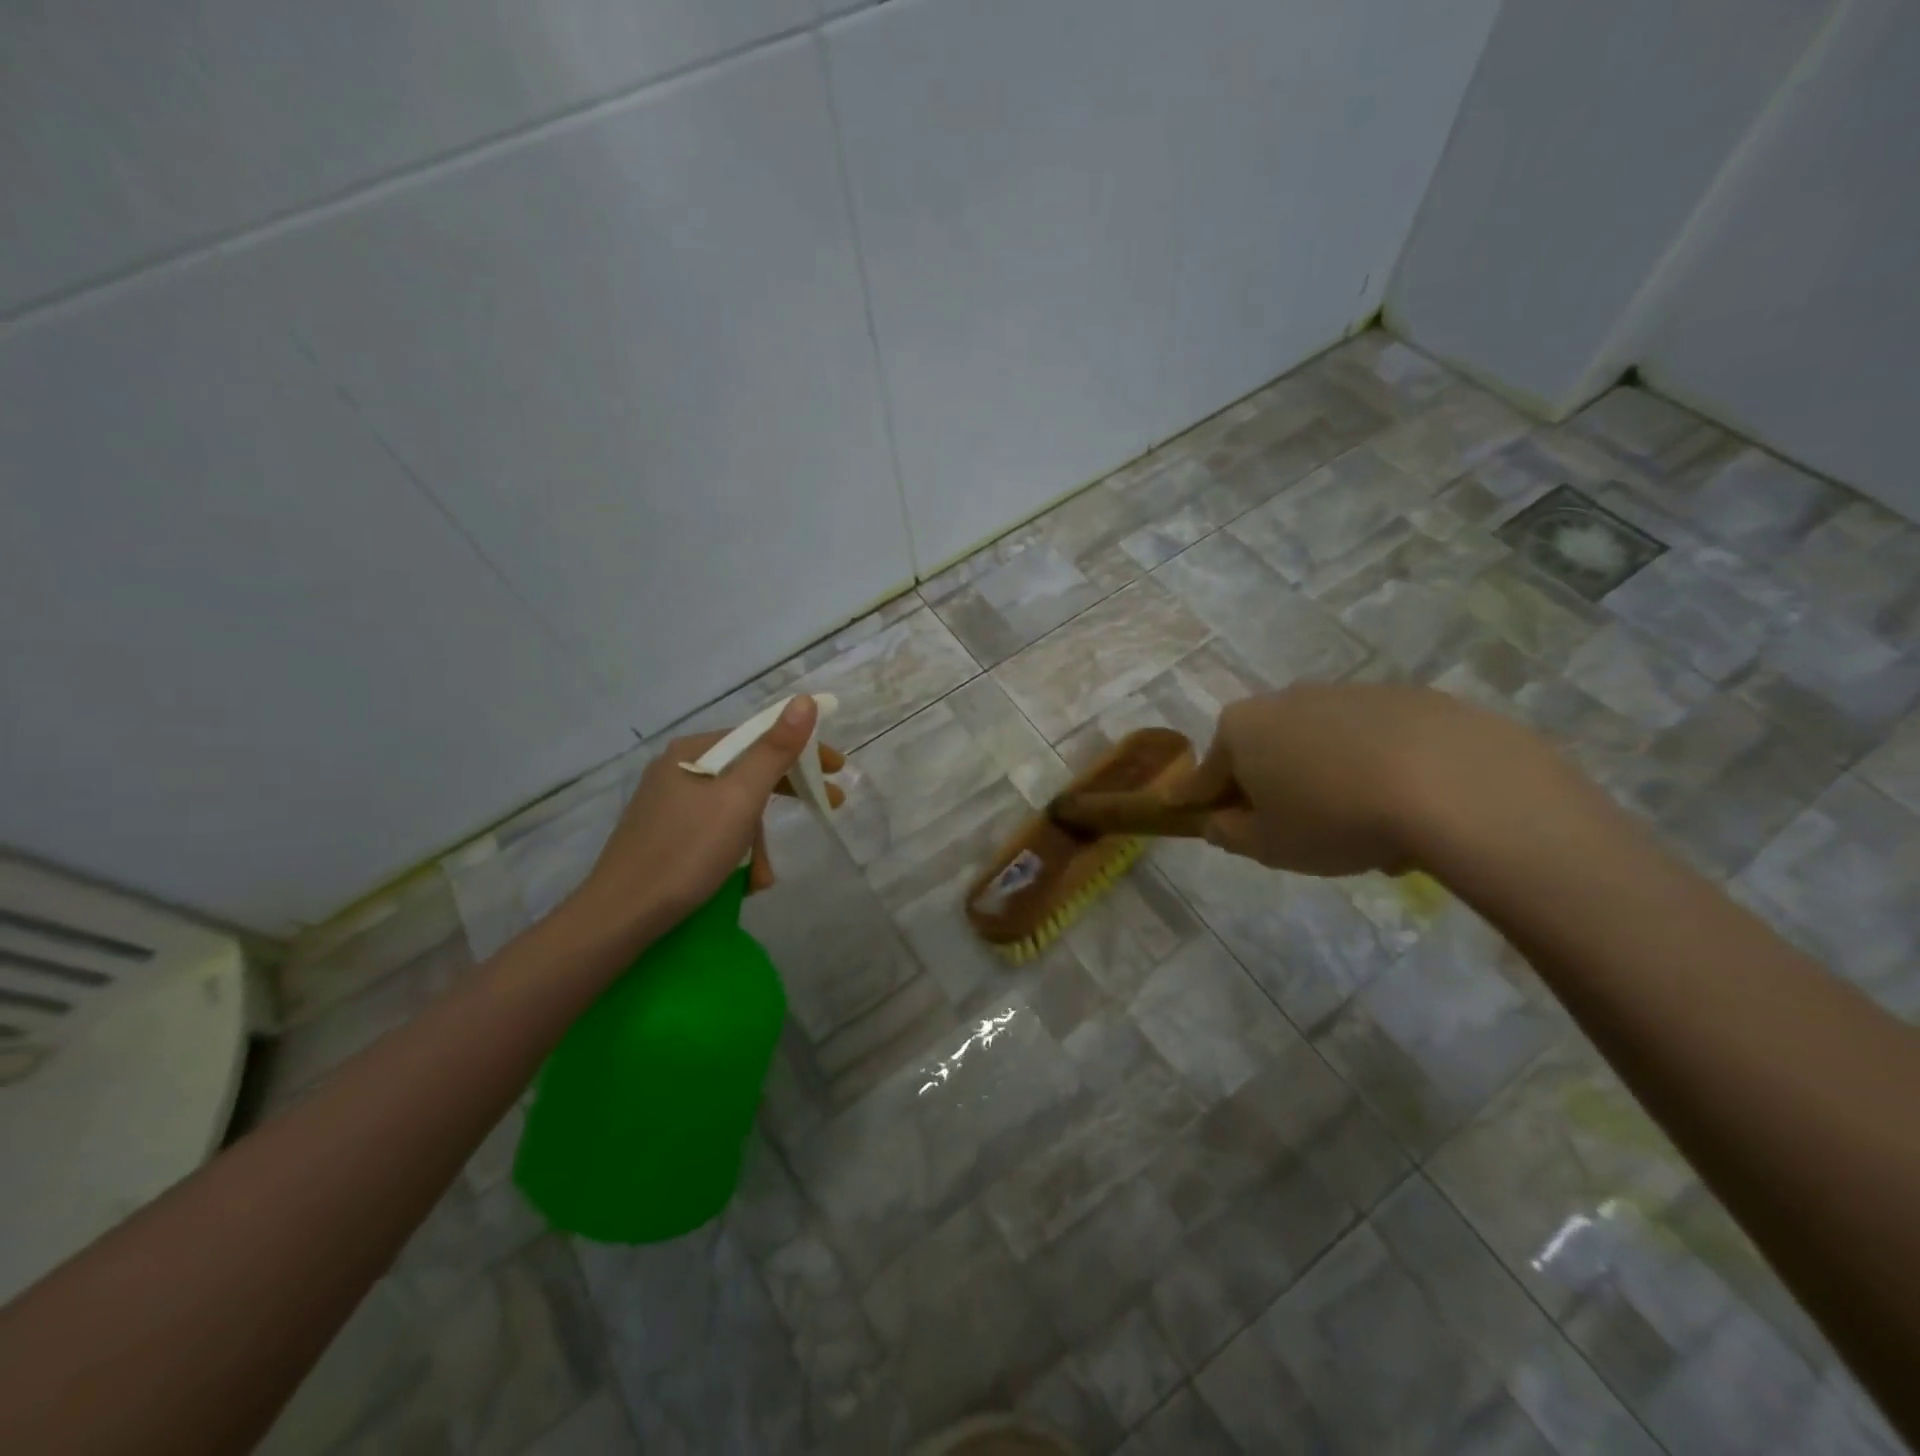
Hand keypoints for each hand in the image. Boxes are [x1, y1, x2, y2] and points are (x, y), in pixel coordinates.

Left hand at [568, 695, 844, 938]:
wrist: (620, 916)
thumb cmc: (687, 851)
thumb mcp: (740, 799)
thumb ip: (775, 750)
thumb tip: (804, 701)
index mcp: (695, 751)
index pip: (760, 736)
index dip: (803, 749)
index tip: (837, 769)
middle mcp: (680, 768)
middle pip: (749, 770)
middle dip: (788, 792)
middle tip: (829, 805)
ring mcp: (669, 802)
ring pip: (734, 806)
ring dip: (758, 839)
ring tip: (765, 877)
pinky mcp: (665, 834)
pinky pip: (715, 829)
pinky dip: (736, 851)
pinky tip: (743, 881)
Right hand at [1172, 683, 1564, 877]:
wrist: (1454, 783)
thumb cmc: (1334, 818)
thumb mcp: (1269, 846)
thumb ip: (1229, 835)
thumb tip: (1217, 822)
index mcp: (1241, 728)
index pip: (1206, 773)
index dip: (1203, 803)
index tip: (1205, 821)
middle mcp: (1285, 698)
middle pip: (1264, 752)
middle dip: (1271, 788)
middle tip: (1295, 831)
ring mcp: (1347, 692)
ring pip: (1320, 746)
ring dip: (1325, 780)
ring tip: (1363, 830)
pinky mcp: (1405, 697)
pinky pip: (1371, 740)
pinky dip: (1374, 768)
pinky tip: (1405, 808)